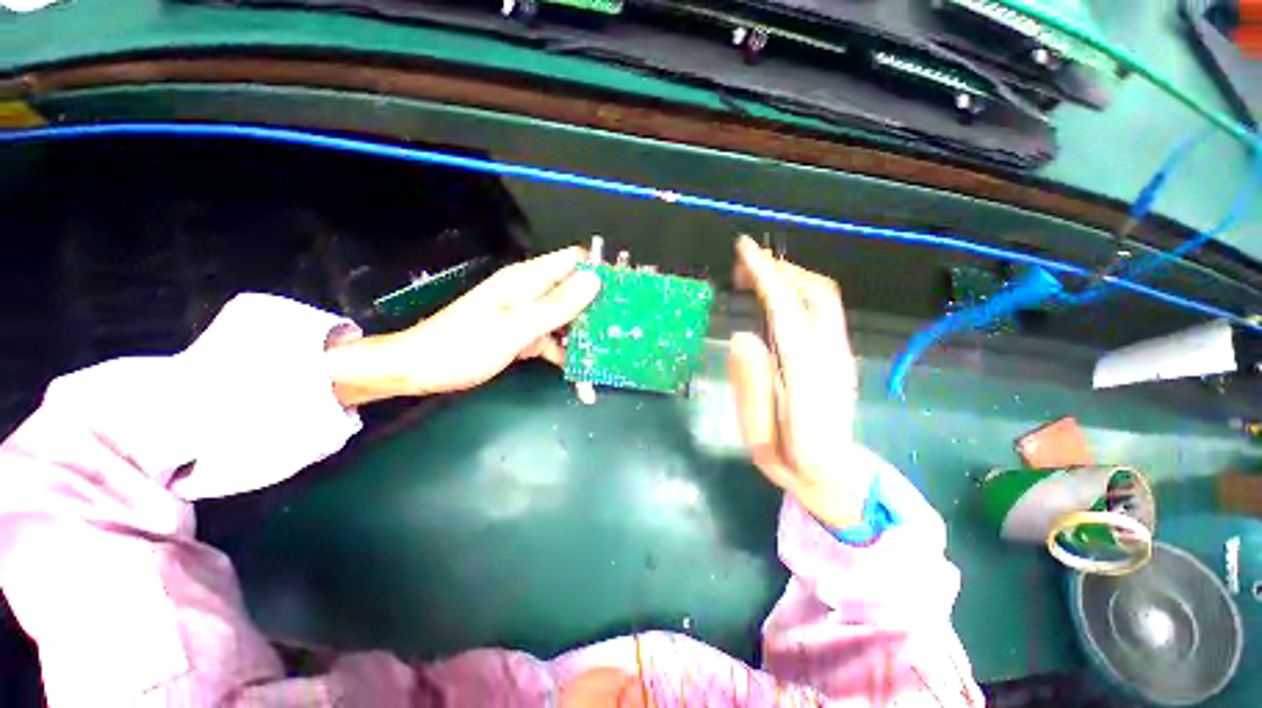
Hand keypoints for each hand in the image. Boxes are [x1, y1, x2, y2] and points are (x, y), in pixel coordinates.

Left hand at [326, 247, 600, 405]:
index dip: (600, 272)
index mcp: (528, 279)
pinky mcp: (524, 333)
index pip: (575, 262)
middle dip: (598, 307)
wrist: (423, 369)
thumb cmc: (465, 346)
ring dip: (584, 333)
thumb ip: (556, 305)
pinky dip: (566, 351)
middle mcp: (532, 291)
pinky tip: (580, 370)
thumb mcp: (516, 327)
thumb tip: (594, 281)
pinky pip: (554, 338)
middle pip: (575, 290)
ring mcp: (528, 313)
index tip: (625, 293)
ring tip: (607, 353)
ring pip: (568, 316)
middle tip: (622, 329)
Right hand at [728, 236, 867, 527]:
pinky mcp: (841, 357)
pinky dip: (797, 293)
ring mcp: (842, 356)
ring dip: (790, 278)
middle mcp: (832, 359)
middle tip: (744, 266)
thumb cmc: (792, 465)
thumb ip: (751, 388)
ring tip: (754, 279)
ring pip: (823, 298)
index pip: (788, 313)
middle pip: (817, 293)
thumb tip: (742, 336)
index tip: (744, 250)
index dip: (766, 277)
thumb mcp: (759, 439)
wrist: (839, 481)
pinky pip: (822, 311)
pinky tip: (773, 301)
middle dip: (781, 268)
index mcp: (808, 381)